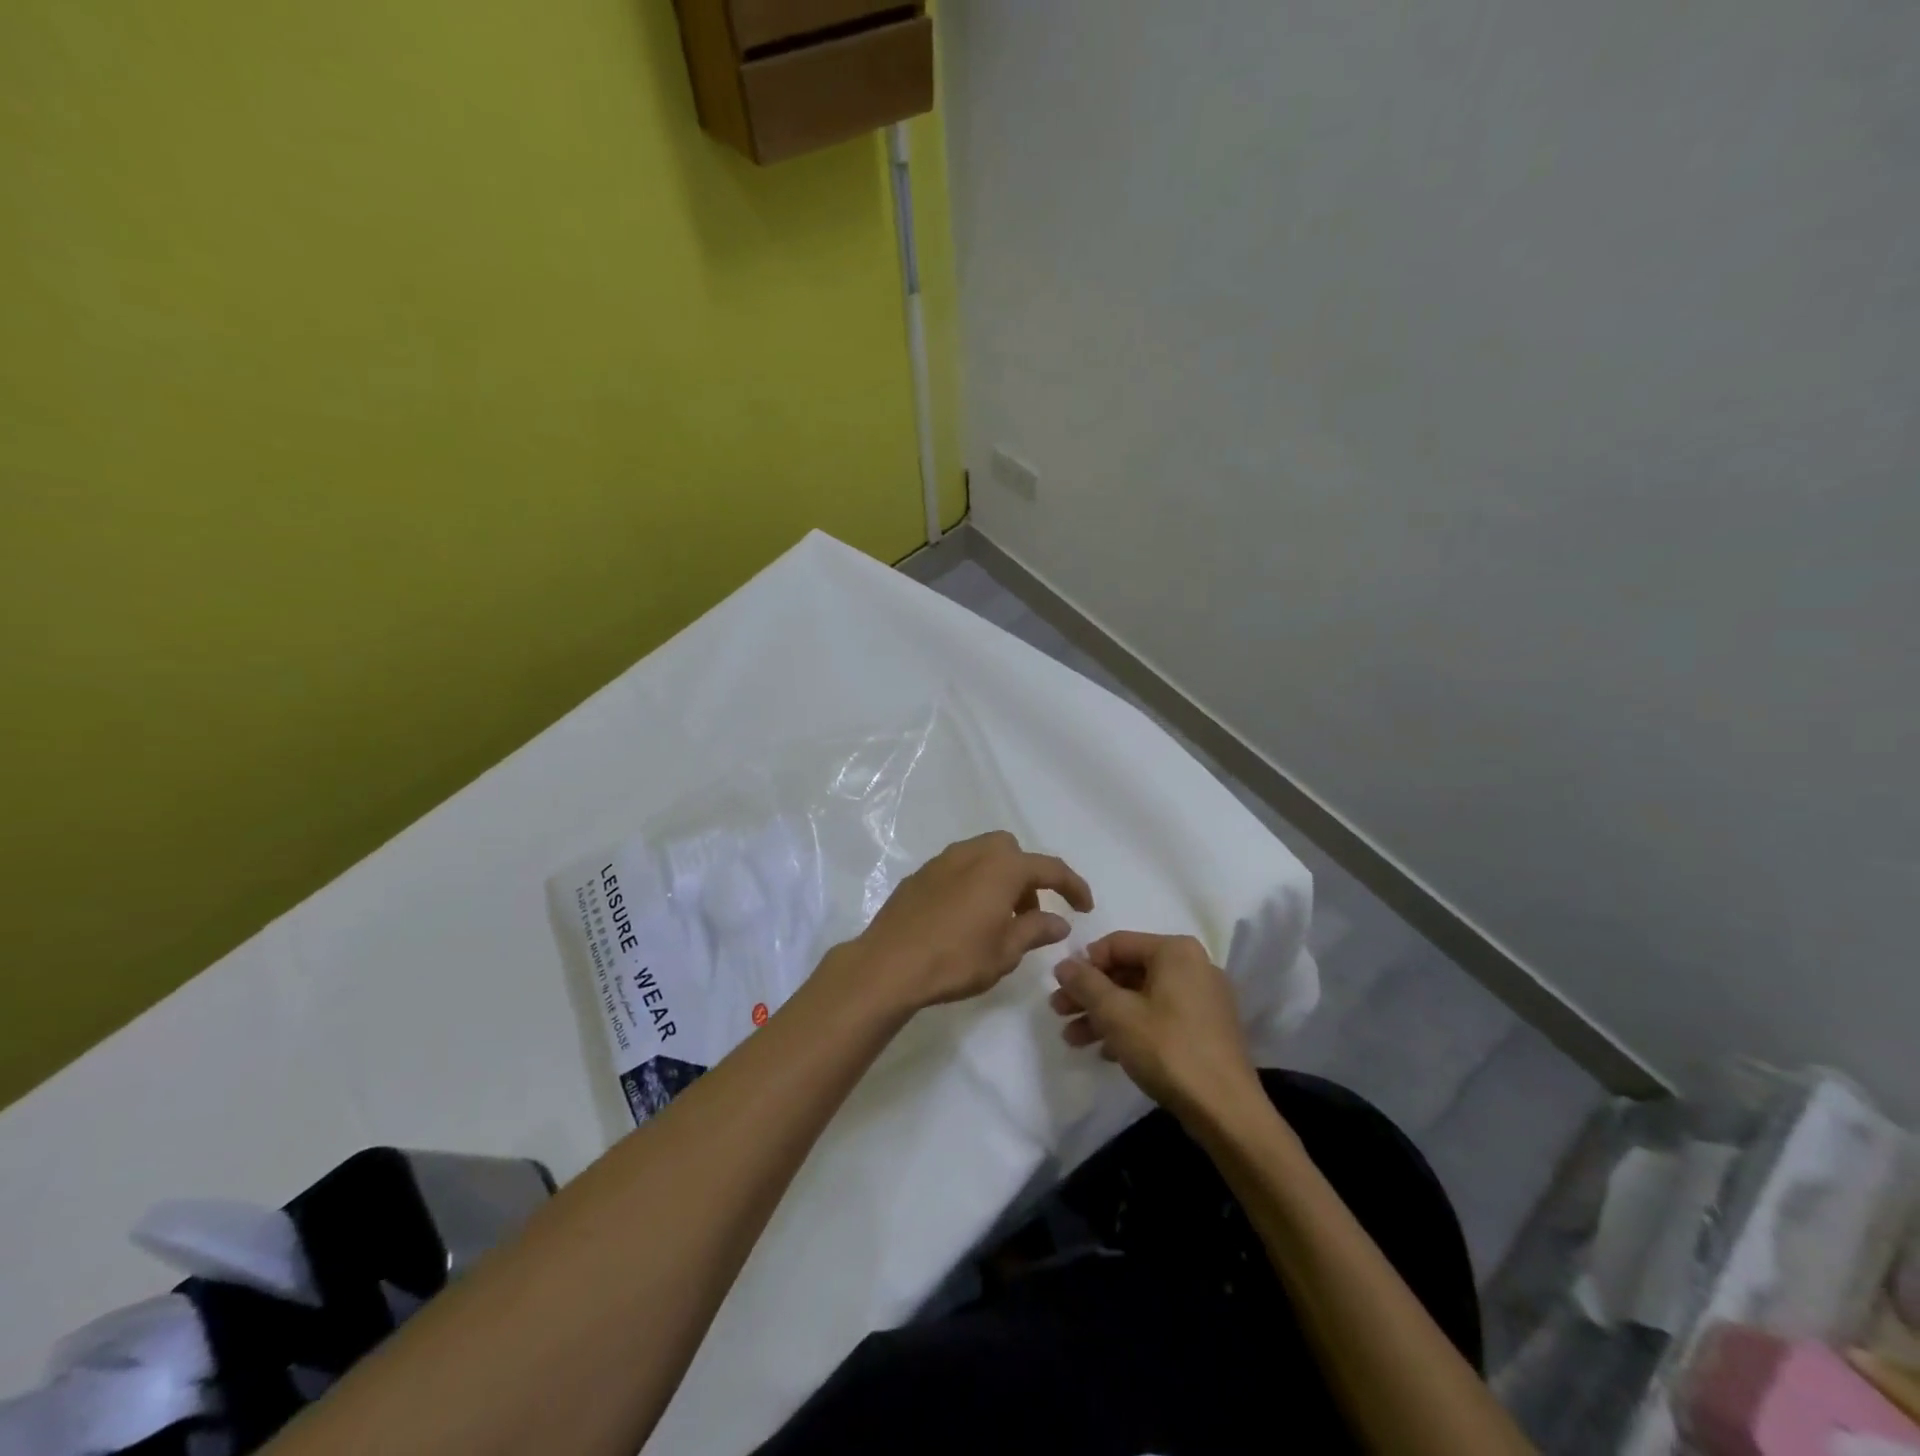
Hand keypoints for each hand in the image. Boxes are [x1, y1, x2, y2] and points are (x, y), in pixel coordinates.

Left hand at [842, 831, 1093, 1013]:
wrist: (888, 964)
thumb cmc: (955, 959)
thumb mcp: (1005, 952)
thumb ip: (1035, 930)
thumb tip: (1059, 920)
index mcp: (1002, 868)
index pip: (1050, 868)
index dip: (1073, 886)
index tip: (1085, 908)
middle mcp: (973, 853)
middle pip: (1012, 851)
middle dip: (1028, 877)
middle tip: (1030, 913)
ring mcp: (942, 861)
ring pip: (982, 856)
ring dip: (999, 878)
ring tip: (998, 918)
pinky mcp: (920, 875)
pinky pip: (958, 869)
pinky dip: (972, 884)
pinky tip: (965, 918)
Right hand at [1051, 931, 1263, 1123]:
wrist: (1227, 1111)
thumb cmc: (1167, 1050)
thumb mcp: (1116, 1014)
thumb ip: (1085, 983)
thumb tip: (1064, 964)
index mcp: (1175, 951)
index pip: (1116, 944)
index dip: (1083, 964)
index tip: (1060, 988)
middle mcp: (1193, 965)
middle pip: (1128, 971)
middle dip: (1091, 994)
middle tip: (1058, 1013)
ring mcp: (1203, 998)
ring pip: (1141, 996)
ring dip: (1105, 1015)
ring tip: (1073, 1039)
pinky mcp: (1207, 1028)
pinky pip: (1160, 1015)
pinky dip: (1131, 1027)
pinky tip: (1106, 1051)